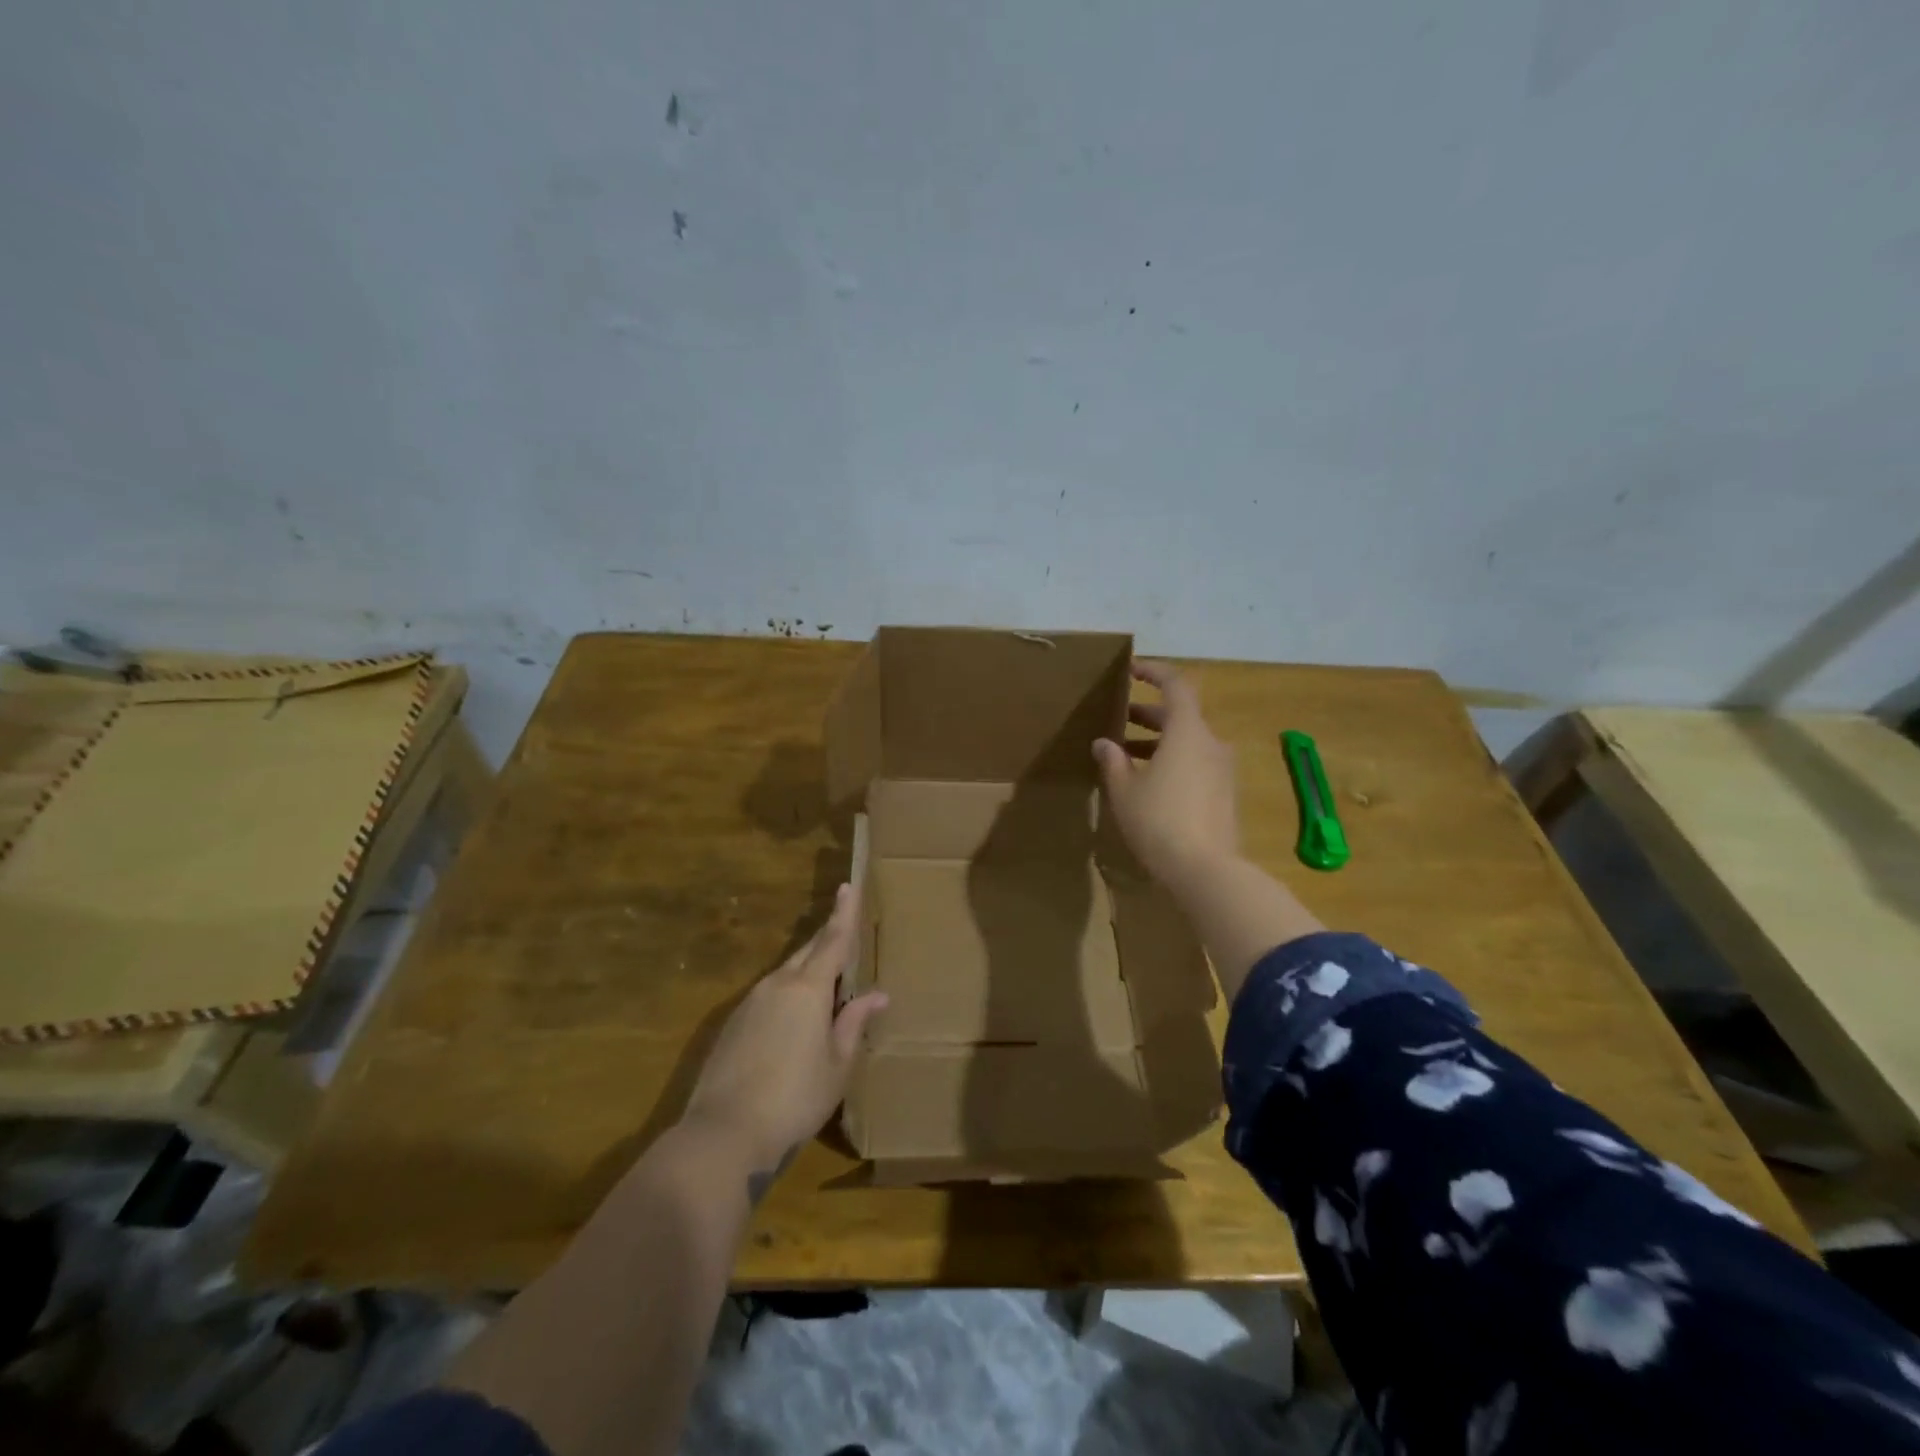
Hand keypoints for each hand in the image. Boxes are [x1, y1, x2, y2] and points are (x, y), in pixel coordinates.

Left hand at [680, 882, 887, 1174]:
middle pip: (808, 952)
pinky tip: (793, 1020)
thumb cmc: (795, 1098)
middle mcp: (777, 984)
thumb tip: (877, 995)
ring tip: (826, 983)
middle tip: (843, 928)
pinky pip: (768, 996)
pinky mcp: (732, 1023)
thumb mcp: (837, 1064)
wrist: (724, 1132)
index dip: (843, 913)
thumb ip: (853, 1023)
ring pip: (786, 974)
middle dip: (827, 938)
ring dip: (807, 971)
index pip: (833, 941)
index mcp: (808, 989)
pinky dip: (787, 995)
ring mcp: (750, 1002)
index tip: (847, 885)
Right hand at [1093, 660, 1239, 893]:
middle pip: (1181, 716)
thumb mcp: (1125, 790)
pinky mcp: (1225, 794)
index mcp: (1188, 732)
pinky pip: (1197, 764)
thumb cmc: (1158, 821)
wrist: (1206, 870)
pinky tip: (1150, 783)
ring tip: (1127, 755)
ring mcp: (1223, 770)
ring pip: (1188, 742)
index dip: (1154, 672)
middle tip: (1118, 720)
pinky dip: (1173, 762)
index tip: (1131, 670)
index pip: (1176, 685)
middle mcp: (1211, 743)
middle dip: (1148, 714)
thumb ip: (1113, 761)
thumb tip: (1104, 743)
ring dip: (1159, 742)